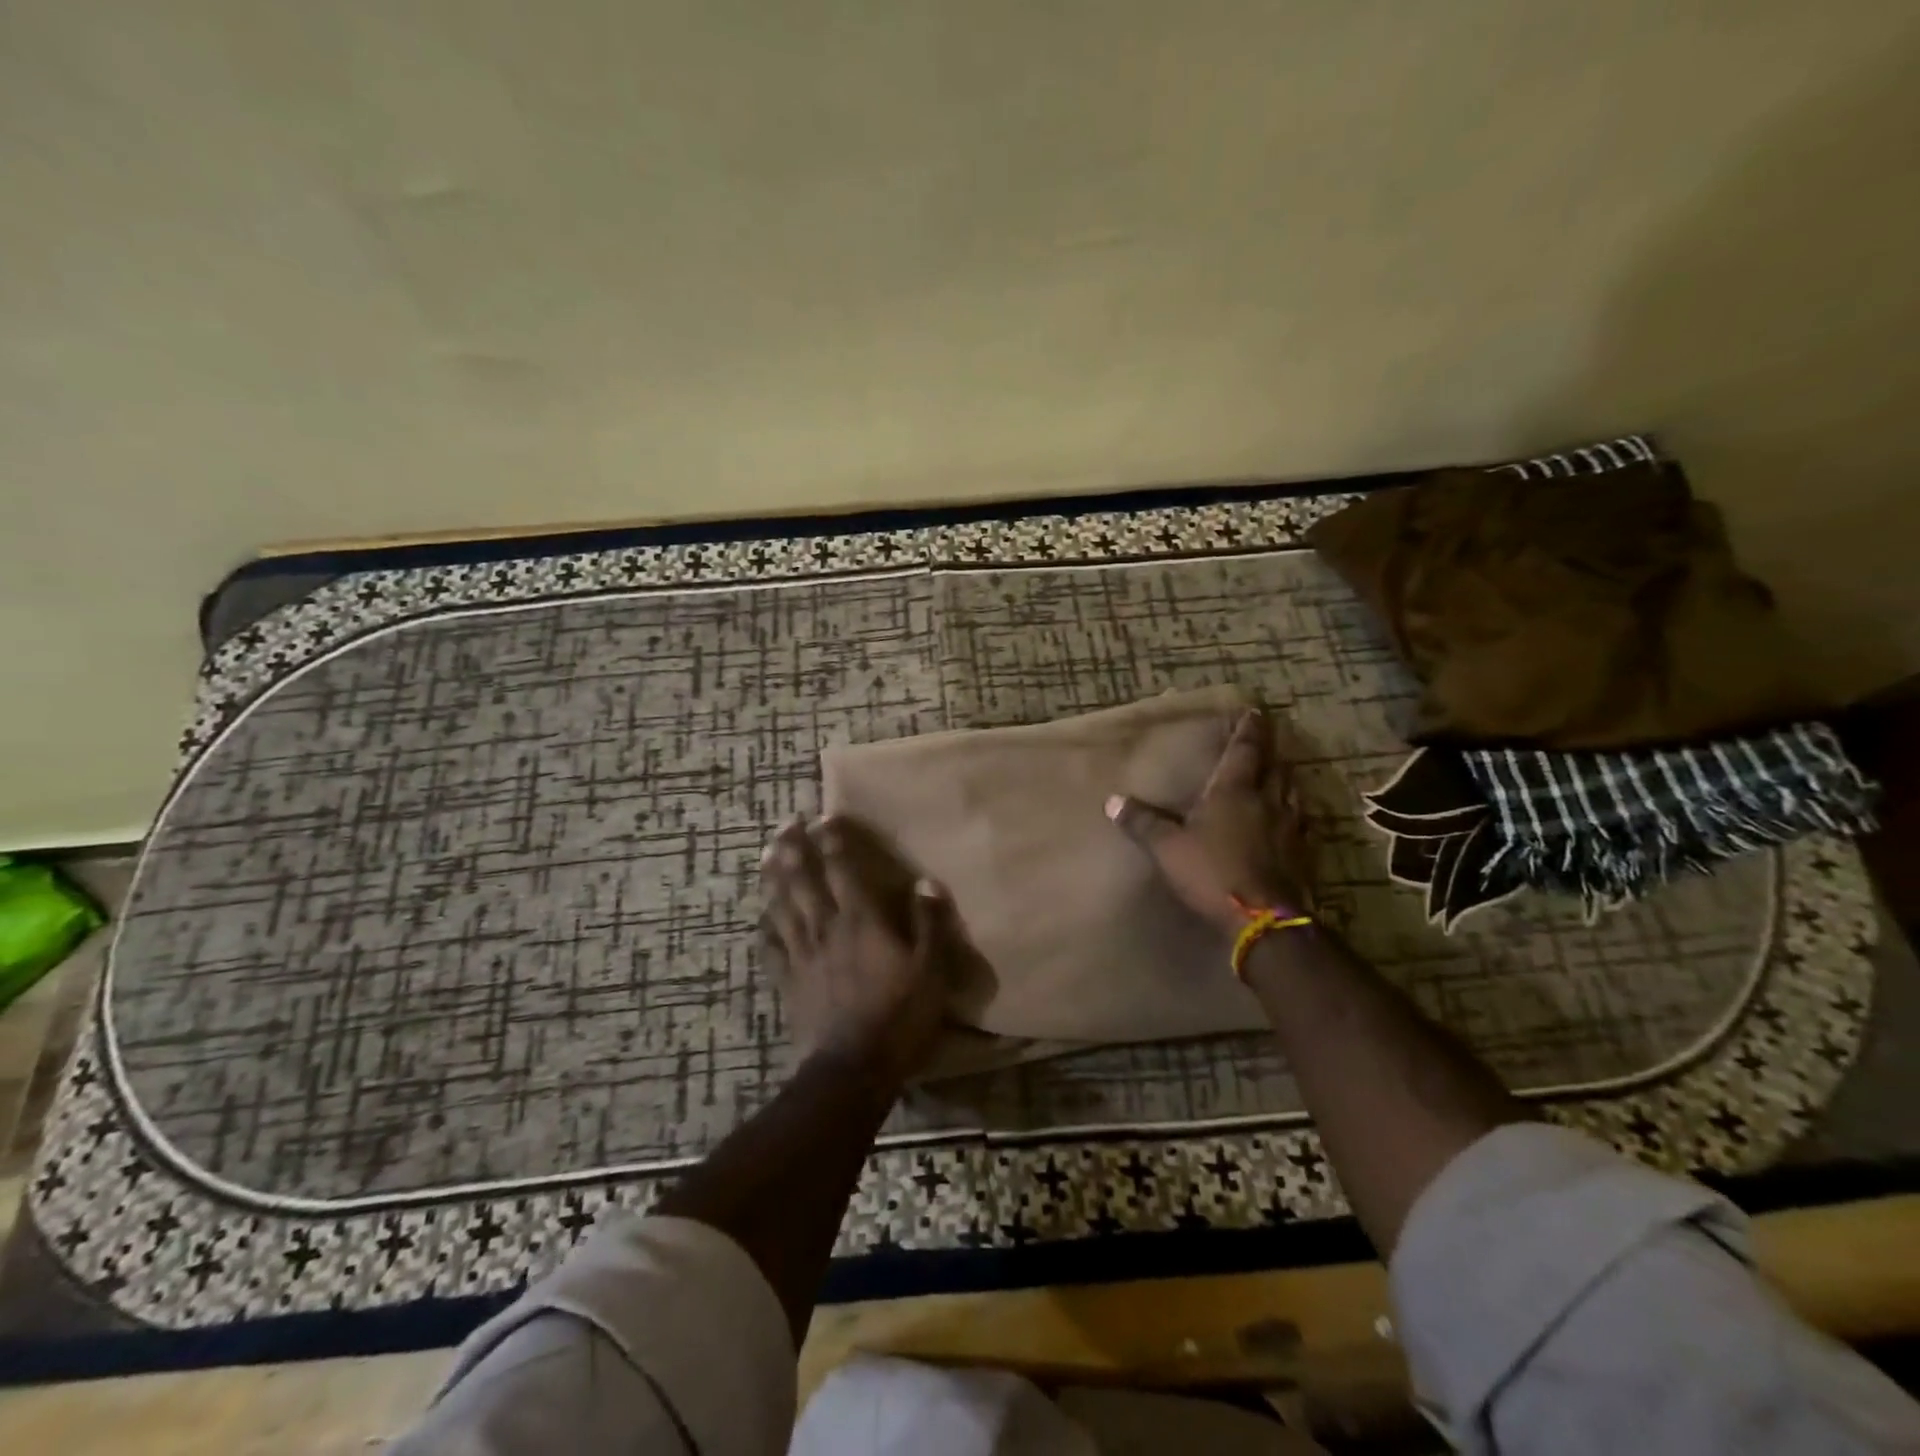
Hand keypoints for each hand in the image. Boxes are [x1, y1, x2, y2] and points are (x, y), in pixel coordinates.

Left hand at [758, 815, 954, 1083]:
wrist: (852, 1068)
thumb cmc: (899, 1016)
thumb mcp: (931, 970)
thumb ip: (929, 923)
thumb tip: (925, 883)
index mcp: (861, 920)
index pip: (842, 868)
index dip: (832, 840)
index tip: (823, 817)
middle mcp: (826, 927)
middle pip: (802, 879)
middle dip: (793, 848)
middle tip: (785, 823)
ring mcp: (802, 955)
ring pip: (781, 906)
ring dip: (773, 877)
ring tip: (765, 854)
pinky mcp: (788, 982)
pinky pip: (770, 948)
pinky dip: (764, 928)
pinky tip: (760, 917)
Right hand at [1105, 708, 1311, 935]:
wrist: (1263, 920)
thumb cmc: (1212, 873)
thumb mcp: (1167, 848)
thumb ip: (1143, 823)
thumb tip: (1112, 801)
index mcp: (1234, 792)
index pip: (1244, 751)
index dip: (1249, 731)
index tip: (1255, 713)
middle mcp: (1267, 802)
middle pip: (1276, 768)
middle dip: (1272, 753)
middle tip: (1268, 743)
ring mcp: (1290, 828)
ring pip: (1293, 793)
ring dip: (1287, 780)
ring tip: (1281, 775)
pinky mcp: (1303, 854)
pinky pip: (1302, 823)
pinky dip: (1295, 814)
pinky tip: (1292, 821)